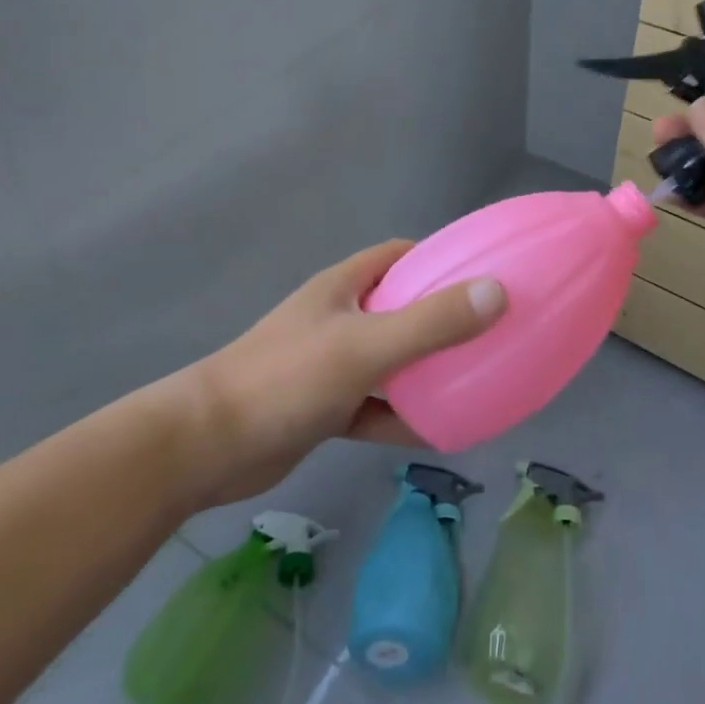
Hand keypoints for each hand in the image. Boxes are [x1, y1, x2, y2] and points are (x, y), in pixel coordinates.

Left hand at [184, 242, 505, 504]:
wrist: (206, 447)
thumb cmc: (286, 379)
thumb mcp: (365, 346)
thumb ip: (431, 322)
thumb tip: (498, 292)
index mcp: (345, 286)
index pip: (399, 256)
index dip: (439, 260)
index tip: (481, 276)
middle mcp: (340, 318)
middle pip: (401, 308)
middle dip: (441, 318)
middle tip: (489, 333)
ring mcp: (330, 364)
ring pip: (391, 360)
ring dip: (425, 370)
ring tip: (475, 381)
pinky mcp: (325, 407)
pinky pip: (376, 406)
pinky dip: (403, 415)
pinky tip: (439, 432)